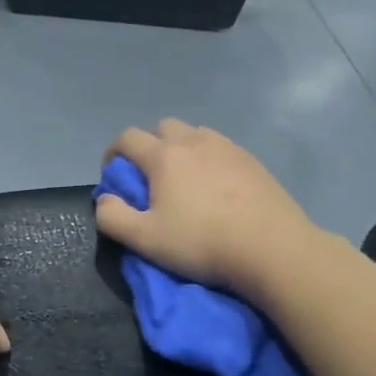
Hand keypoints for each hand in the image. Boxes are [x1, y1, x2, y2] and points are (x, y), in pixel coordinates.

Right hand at [96, 119, 319, 294]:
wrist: (271, 247)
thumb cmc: (201, 242)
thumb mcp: (145, 240)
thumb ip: (113, 217)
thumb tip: (104, 200)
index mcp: (164, 156)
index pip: (127, 138)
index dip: (113, 152)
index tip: (113, 174)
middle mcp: (194, 141)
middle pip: (163, 127)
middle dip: (149, 145)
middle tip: (150, 177)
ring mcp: (227, 148)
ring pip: (195, 135)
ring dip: (181, 149)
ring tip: (184, 181)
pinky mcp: (253, 161)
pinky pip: (221, 149)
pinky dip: (209, 160)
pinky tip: (216, 189)